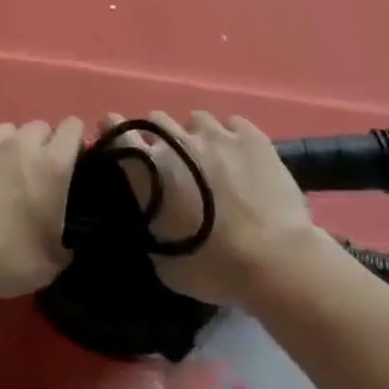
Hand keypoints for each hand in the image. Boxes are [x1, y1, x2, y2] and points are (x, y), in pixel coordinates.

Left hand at [0, 119, 82, 298]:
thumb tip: (65, 238)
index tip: (68, 160)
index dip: (72, 141)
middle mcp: (20, 145)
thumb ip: (65, 240)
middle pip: (37, 127)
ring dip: (4, 148)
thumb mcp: (50, 264)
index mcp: (51, 166)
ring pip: (2, 131)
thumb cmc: (3, 260)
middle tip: (28, 175)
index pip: (72, 128)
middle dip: (37, 145)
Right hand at [102, 111, 322, 307]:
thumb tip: (150, 216)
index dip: (113, 132)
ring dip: (197, 136)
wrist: (276, 262)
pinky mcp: (251, 136)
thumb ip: (150, 227)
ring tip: (211, 158)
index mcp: (149, 171)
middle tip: (173, 162)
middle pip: (156, 119)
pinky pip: (232, 124)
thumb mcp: (164, 261)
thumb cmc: (215, 269)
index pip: (118, 134)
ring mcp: (216, 134)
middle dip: (160, 137)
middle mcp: (177, 142)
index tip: (116, 139)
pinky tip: (240, 156)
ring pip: (196, 119)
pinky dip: (231, 136)